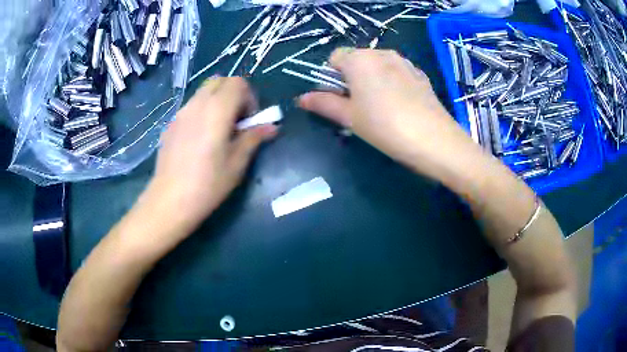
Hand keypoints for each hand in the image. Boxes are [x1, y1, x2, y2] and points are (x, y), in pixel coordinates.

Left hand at [145, 77, 276, 231]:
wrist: (170, 200)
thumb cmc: (208, 184)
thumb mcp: (237, 163)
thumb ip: (254, 138)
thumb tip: (272, 127)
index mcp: (217, 110)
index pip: (238, 83)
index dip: (249, 97)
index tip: (248, 121)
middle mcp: (197, 104)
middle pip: (219, 81)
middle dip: (233, 95)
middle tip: (235, 121)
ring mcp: (180, 113)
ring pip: (203, 93)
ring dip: (217, 102)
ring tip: (217, 131)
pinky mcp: (170, 125)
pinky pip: (191, 107)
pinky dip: (202, 112)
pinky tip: (199, 140)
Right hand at [298, 48, 482, 180]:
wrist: (434, 140)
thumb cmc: (384, 126)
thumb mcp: (349, 117)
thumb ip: (323, 104)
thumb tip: (301, 99)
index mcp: (360, 59)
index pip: (334, 57)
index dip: (331, 76)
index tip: (338, 98)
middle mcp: (382, 53)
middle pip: (357, 59)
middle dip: (352, 77)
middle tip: (358, 106)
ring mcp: (404, 62)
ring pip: (378, 65)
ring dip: (372, 79)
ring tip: (380, 106)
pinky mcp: (420, 74)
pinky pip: (397, 72)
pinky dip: (391, 82)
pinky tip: (400, 105)